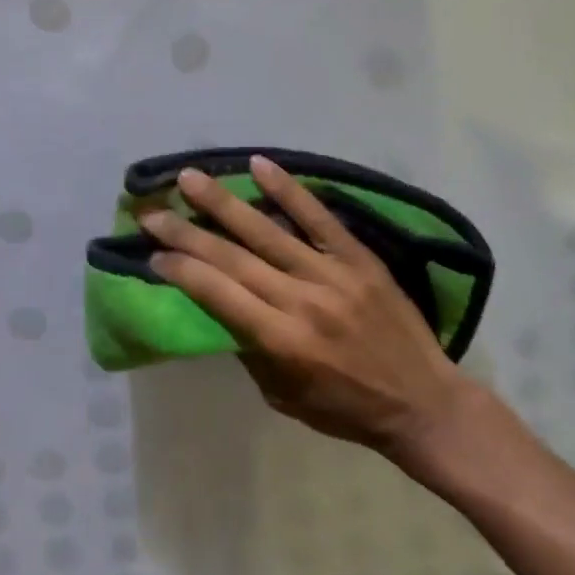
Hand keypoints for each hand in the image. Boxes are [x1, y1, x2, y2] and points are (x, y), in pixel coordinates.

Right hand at [137, 156, 480, 462]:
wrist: (423, 402)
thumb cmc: (347, 408)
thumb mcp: (284, 397)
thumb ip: (249, 349)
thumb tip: (219, 304)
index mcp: (282, 342)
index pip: (219, 295)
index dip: (182, 270)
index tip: (153, 253)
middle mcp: (302, 302)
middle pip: (233, 259)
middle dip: (187, 232)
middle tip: (152, 211)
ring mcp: (332, 275)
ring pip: (268, 231)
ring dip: (224, 203)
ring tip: (190, 178)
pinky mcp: (358, 258)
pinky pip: (319, 218)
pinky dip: (289, 190)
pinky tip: (260, 166)